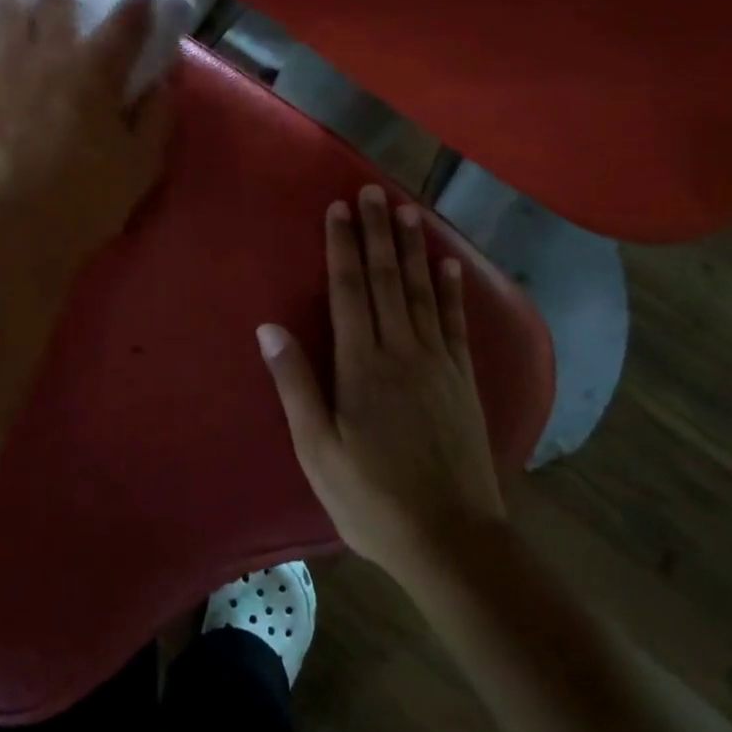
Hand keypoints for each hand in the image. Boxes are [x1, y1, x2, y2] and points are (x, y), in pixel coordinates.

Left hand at [0, 0, 172, 261]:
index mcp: (95, 73)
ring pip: (6, 15)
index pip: (123, 27)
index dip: (136, 7)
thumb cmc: (93, 196)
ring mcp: (4, 72)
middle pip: (55, 6)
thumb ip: (157, 115)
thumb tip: (163, 82)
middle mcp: (48, 59)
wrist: (26, 227)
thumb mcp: (143, 160)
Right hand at [257, 185, 505, 581]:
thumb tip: (269, 328)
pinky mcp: (463, 380)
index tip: (339, 207)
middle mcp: (401, 351)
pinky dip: (451, 290)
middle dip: (377, 232)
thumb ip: (295, 385)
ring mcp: (437, 363)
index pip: (349, 290)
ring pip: (421, 291)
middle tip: (372, 190)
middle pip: (385, 279)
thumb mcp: (317, 450)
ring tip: (407, 210)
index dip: (342, 246)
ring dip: (412, 248)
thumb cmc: (371, 499)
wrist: (451, 541)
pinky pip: (455, 323)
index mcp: (361, 365)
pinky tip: (450, 265)